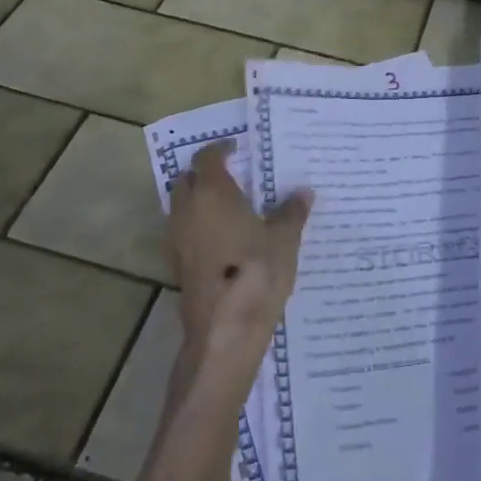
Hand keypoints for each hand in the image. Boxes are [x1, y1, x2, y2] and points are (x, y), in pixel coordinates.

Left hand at [165, 142, 311, 386]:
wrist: (224, 331)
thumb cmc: (257, 274)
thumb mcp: (285, 240)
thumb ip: (292, 212)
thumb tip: (303, 192)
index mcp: (212, 194)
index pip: (207, 158)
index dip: (220, 150)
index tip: (237, 148)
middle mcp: (187, 210)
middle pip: (187, 179)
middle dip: (205, 173)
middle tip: (233, 174)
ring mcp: (177, 239)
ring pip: (181, 206)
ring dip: (199, 200)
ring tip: (231, 205)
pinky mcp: (177, 265)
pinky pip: (184, 231)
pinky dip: (198, 225)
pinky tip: (224, 238)